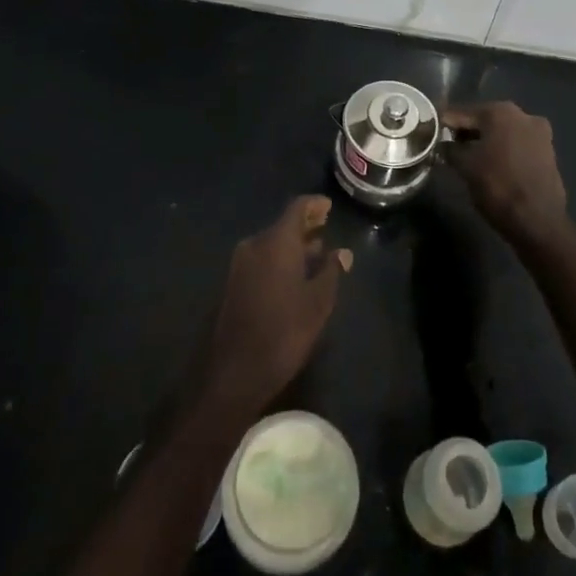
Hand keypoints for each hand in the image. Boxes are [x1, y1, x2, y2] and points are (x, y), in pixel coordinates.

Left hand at [201, 195, 350, 416]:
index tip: (329, 206)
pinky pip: (261, 259)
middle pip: (283, 224)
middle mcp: (255, 244)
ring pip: (271, 243)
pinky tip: (295, 274)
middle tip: (325, 226)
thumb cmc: (284, 331)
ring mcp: (240, 264)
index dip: (315, 204)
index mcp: (276, 241)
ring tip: (316, 251)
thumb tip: (342, 253)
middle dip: (305, 225)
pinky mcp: (233, 283)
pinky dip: (280, 258)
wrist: (234, 370)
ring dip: (293, 244)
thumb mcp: (318, 302)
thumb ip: (331, 271)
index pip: (297, 208)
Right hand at [442, 103, 574, 253]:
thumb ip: (450, 149)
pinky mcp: (548, 151)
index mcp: (500, 111)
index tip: (429, 132)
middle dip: (465, 132)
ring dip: (484, 141)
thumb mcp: (465, 167)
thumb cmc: (497, 187)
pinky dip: (502, 150)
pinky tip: (490, 164)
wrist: (538, 221)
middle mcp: (523, 114)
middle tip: (446, 146)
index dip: (444, 123)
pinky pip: (517, 144)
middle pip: (484, 119)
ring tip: (467, 158)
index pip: (462, 113)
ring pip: (502, 132)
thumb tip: (442, 144)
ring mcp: (539, 132)